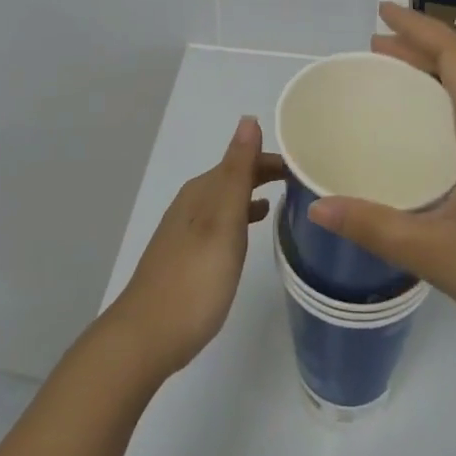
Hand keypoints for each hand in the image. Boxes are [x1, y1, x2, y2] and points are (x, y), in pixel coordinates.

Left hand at [104, 116, 283, 378]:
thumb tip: (248, 119)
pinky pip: (221, 222)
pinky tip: (251, 230)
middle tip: (304, 181)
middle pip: (234, 177)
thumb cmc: (194, 279)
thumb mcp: (222, 220)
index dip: (273, 159)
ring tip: (286, 199)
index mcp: (202, 191)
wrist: (147, 336)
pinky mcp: (187, 256)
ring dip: (254, 193)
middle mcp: (192, 203)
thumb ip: (237, 171)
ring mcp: (186, 231)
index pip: (243, 159)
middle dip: (266, 173)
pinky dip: (241, 217)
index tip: (307, 164)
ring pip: (227, 200)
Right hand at [310, 5, 455, 356]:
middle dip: (423, 42)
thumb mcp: (435, 253)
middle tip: (378, 44)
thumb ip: (374, 227)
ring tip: (402, 69)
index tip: (381, 12)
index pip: (455, 54)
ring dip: (443, 63)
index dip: (418, 26)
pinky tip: (437, 118)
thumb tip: (317, 207)